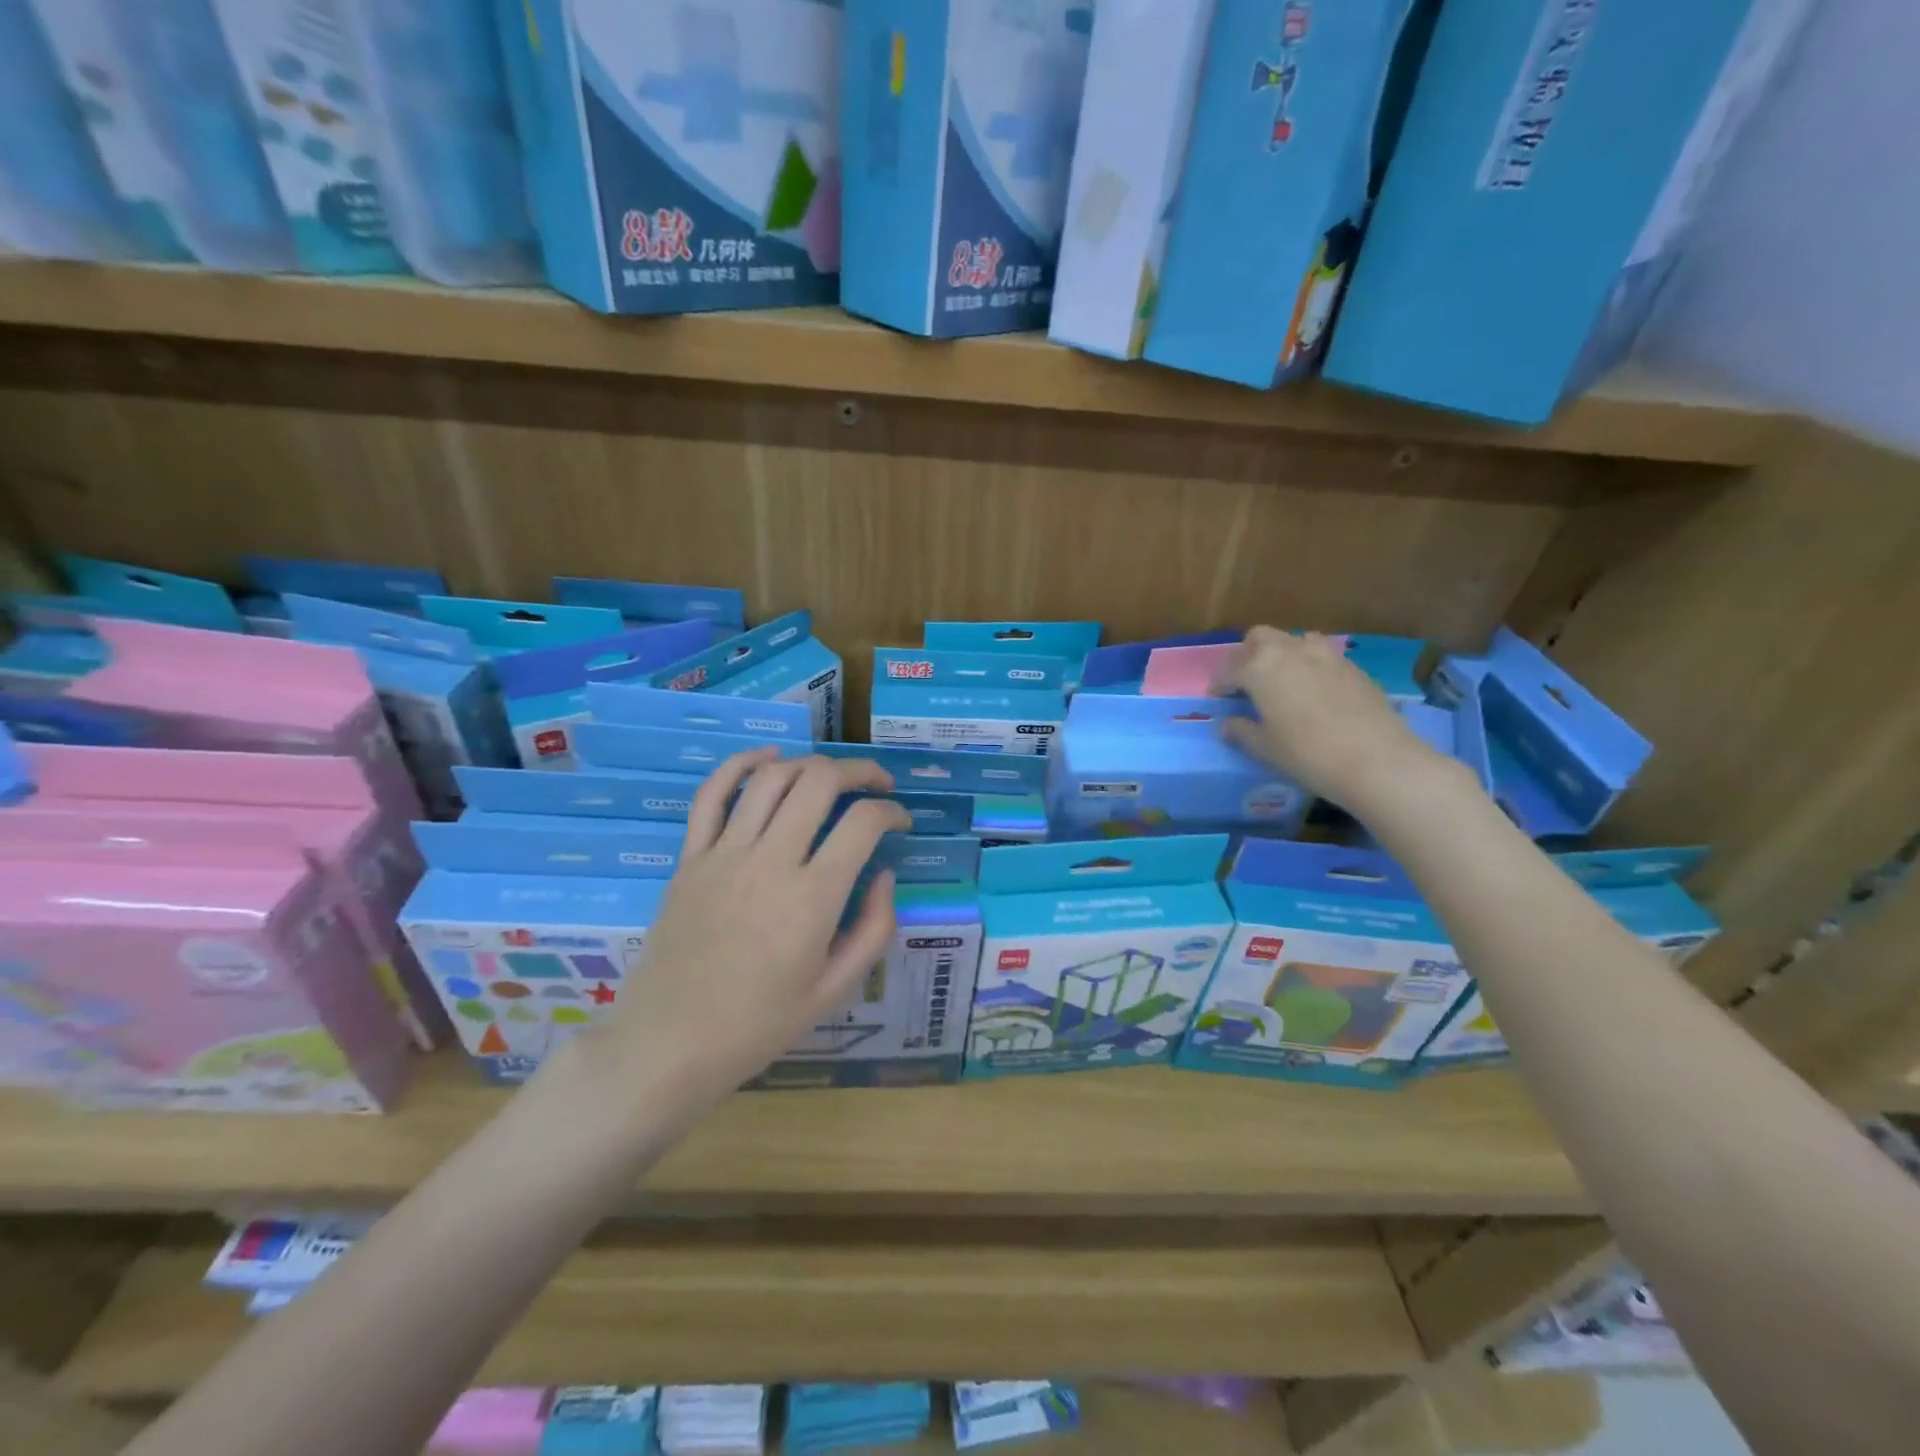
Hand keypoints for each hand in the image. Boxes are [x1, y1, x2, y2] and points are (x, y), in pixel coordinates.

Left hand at [587, 750, 911, 1107]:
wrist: (669, 1044)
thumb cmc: (759, 1024)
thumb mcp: (835, 989)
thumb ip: (874, 928)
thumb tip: (883, 874)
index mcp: (812, 898)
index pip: (863, 822)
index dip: (892, 811)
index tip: (901, 821)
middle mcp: (770, 861)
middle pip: (820, 782)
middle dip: (859, 772)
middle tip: (876, 784)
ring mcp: (724, 854)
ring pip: (772, 778)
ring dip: (810, 765)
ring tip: (830, 777)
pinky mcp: (690, 857)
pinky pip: (712, 794)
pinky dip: (741, 764)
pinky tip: (768, 758)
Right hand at [1212, 627, 1439, 810]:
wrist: (1375, 759)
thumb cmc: (1306, 754)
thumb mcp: (1265, 748)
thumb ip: (1242, 731)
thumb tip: (1227, 724)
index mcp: (1259, 668)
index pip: (1229, 670)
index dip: (1219, 685)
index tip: (1218, 699)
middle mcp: (1290, 651)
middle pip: (1260, 638)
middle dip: (1247, 655)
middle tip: (1246, 683)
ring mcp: (1325, 655)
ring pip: (1294, 641)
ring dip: (1282, 654)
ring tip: (1282, 681)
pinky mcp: (1352, 666)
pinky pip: (1322, 656)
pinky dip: (1310, 667)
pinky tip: (1314, 693)